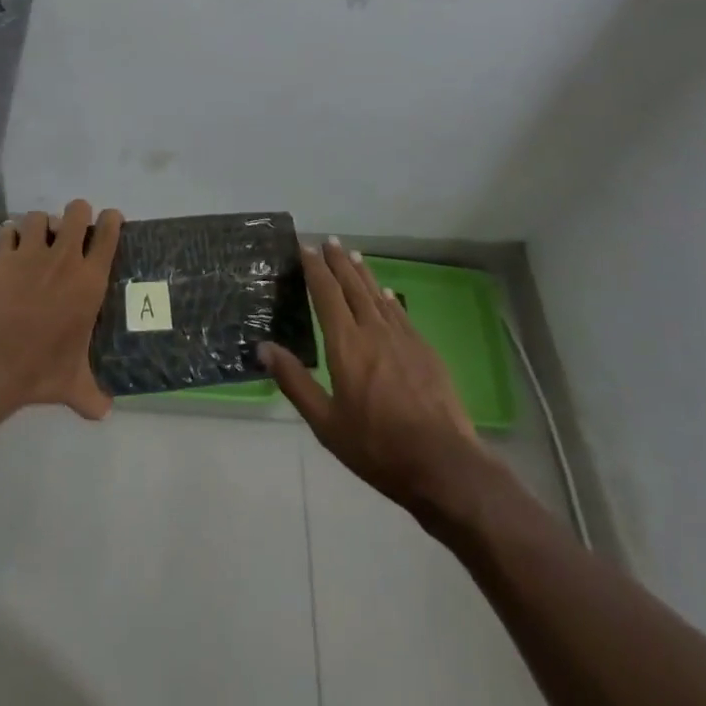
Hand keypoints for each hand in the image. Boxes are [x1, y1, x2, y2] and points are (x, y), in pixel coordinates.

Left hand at [0, 201, 120, 423]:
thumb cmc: (38, 371)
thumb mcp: (72, 385)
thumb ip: (91, 395)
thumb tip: (106, 412)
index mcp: (89, 281)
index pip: (109, 234)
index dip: (111, 221)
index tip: (110, 221)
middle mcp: (64, 259)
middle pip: (77, 212)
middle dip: (77, 215)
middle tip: (71, 231)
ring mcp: (29, 254)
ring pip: (39, 216)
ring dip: (40, 225)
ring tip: (36, 240)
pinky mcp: (0, 257)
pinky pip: (6, 230)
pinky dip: (8, 235)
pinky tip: (7, 248)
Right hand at [262, 239, 497, 513]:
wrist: (442, 464)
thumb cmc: (376, 446)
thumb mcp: (325, 423)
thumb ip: (294, 381)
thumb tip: (263, 347)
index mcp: (346, 344)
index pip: (326, 294)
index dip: (315, 269)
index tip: (306, 247)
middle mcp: (373, 331)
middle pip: (353, 287)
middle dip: (338, 262)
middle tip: (329, 241)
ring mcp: (403, 339)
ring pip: (377, 296)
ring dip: (363, 274)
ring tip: (353, 255)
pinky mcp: (425, 351)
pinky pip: (400, 313)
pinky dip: (388, 299)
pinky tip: (386, 294)